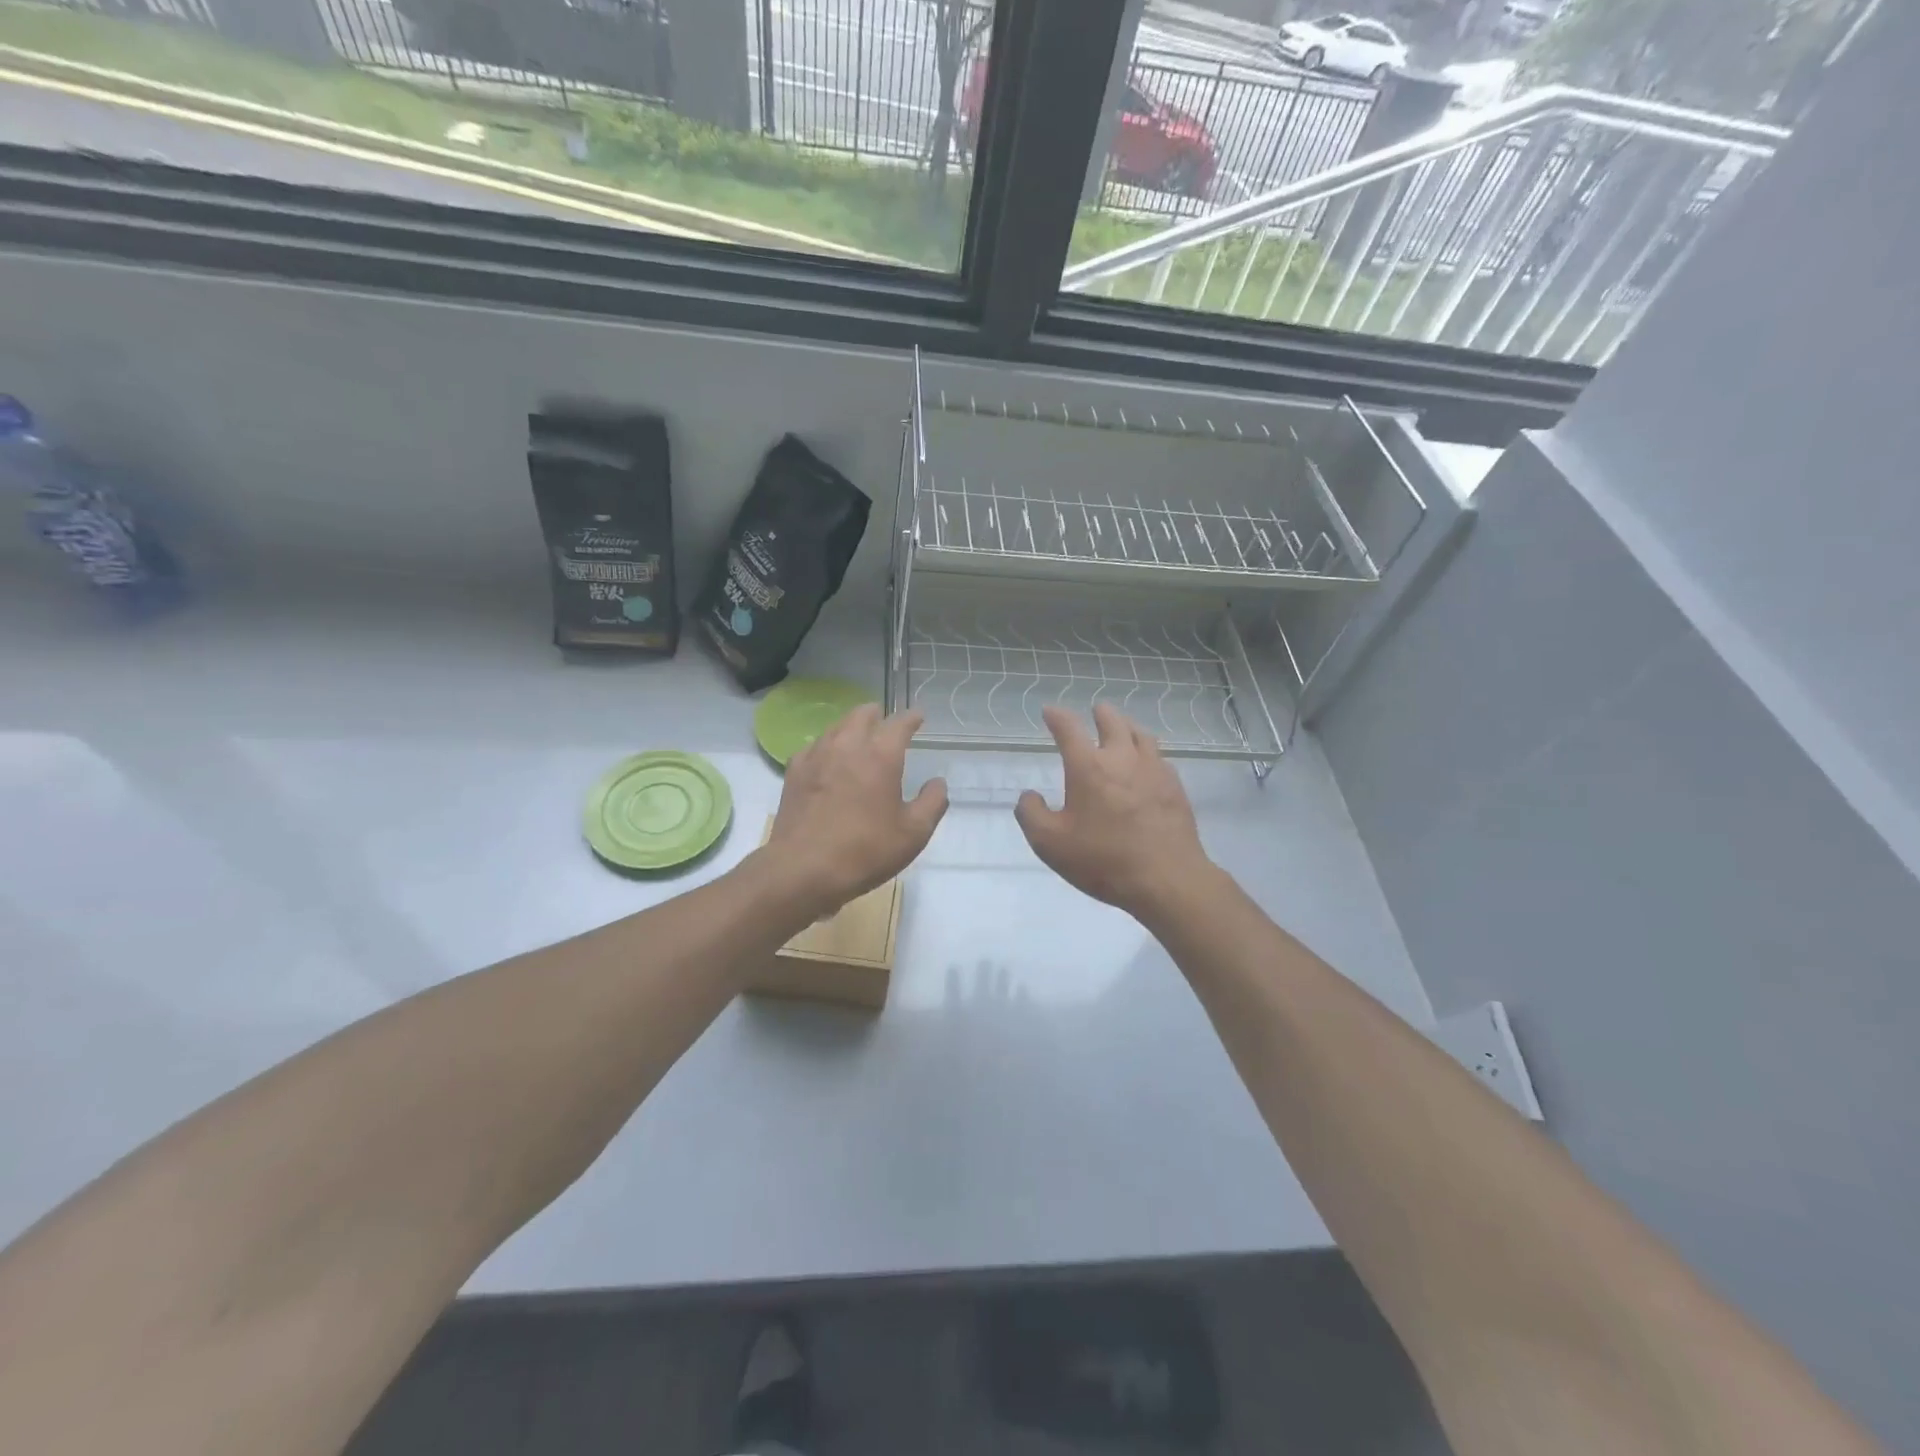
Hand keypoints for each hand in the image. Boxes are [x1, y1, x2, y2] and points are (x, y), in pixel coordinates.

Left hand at [765, 704, 947, 913]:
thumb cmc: (865, 851)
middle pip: (862, 714)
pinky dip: (826, 747)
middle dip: (877, 715)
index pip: (899, 723)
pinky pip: (814, 747)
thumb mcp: (914, 833)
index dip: (911, 718)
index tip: (918, 717)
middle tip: (885, 723)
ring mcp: (816, 756)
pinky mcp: (794, 772)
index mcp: (881, 755)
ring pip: (836, 727)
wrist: (803, 869)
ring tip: (858, 738)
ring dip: (851, 727)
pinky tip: (827, 760)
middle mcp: (848, 745)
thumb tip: (937, 783)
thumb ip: (932, 803)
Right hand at [1015, 704, 1212, 920]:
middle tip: (1094, 711)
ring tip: (1122, 729)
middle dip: (1100, 713)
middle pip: (1112, 721)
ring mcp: (1154, 770)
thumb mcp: (1049, 843)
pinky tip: (1147, 764)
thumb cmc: (1103, 860)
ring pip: (1141, 734)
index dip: (1057, 717)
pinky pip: (1159, 757)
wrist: (1166, 879)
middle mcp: (1122, 758)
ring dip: (1127, 726)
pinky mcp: (1175, 787)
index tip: (1049, 712)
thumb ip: (1031, 814)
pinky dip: (1147, 752)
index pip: (1069, 729)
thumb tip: (1029, 795)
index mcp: (1088, 767)